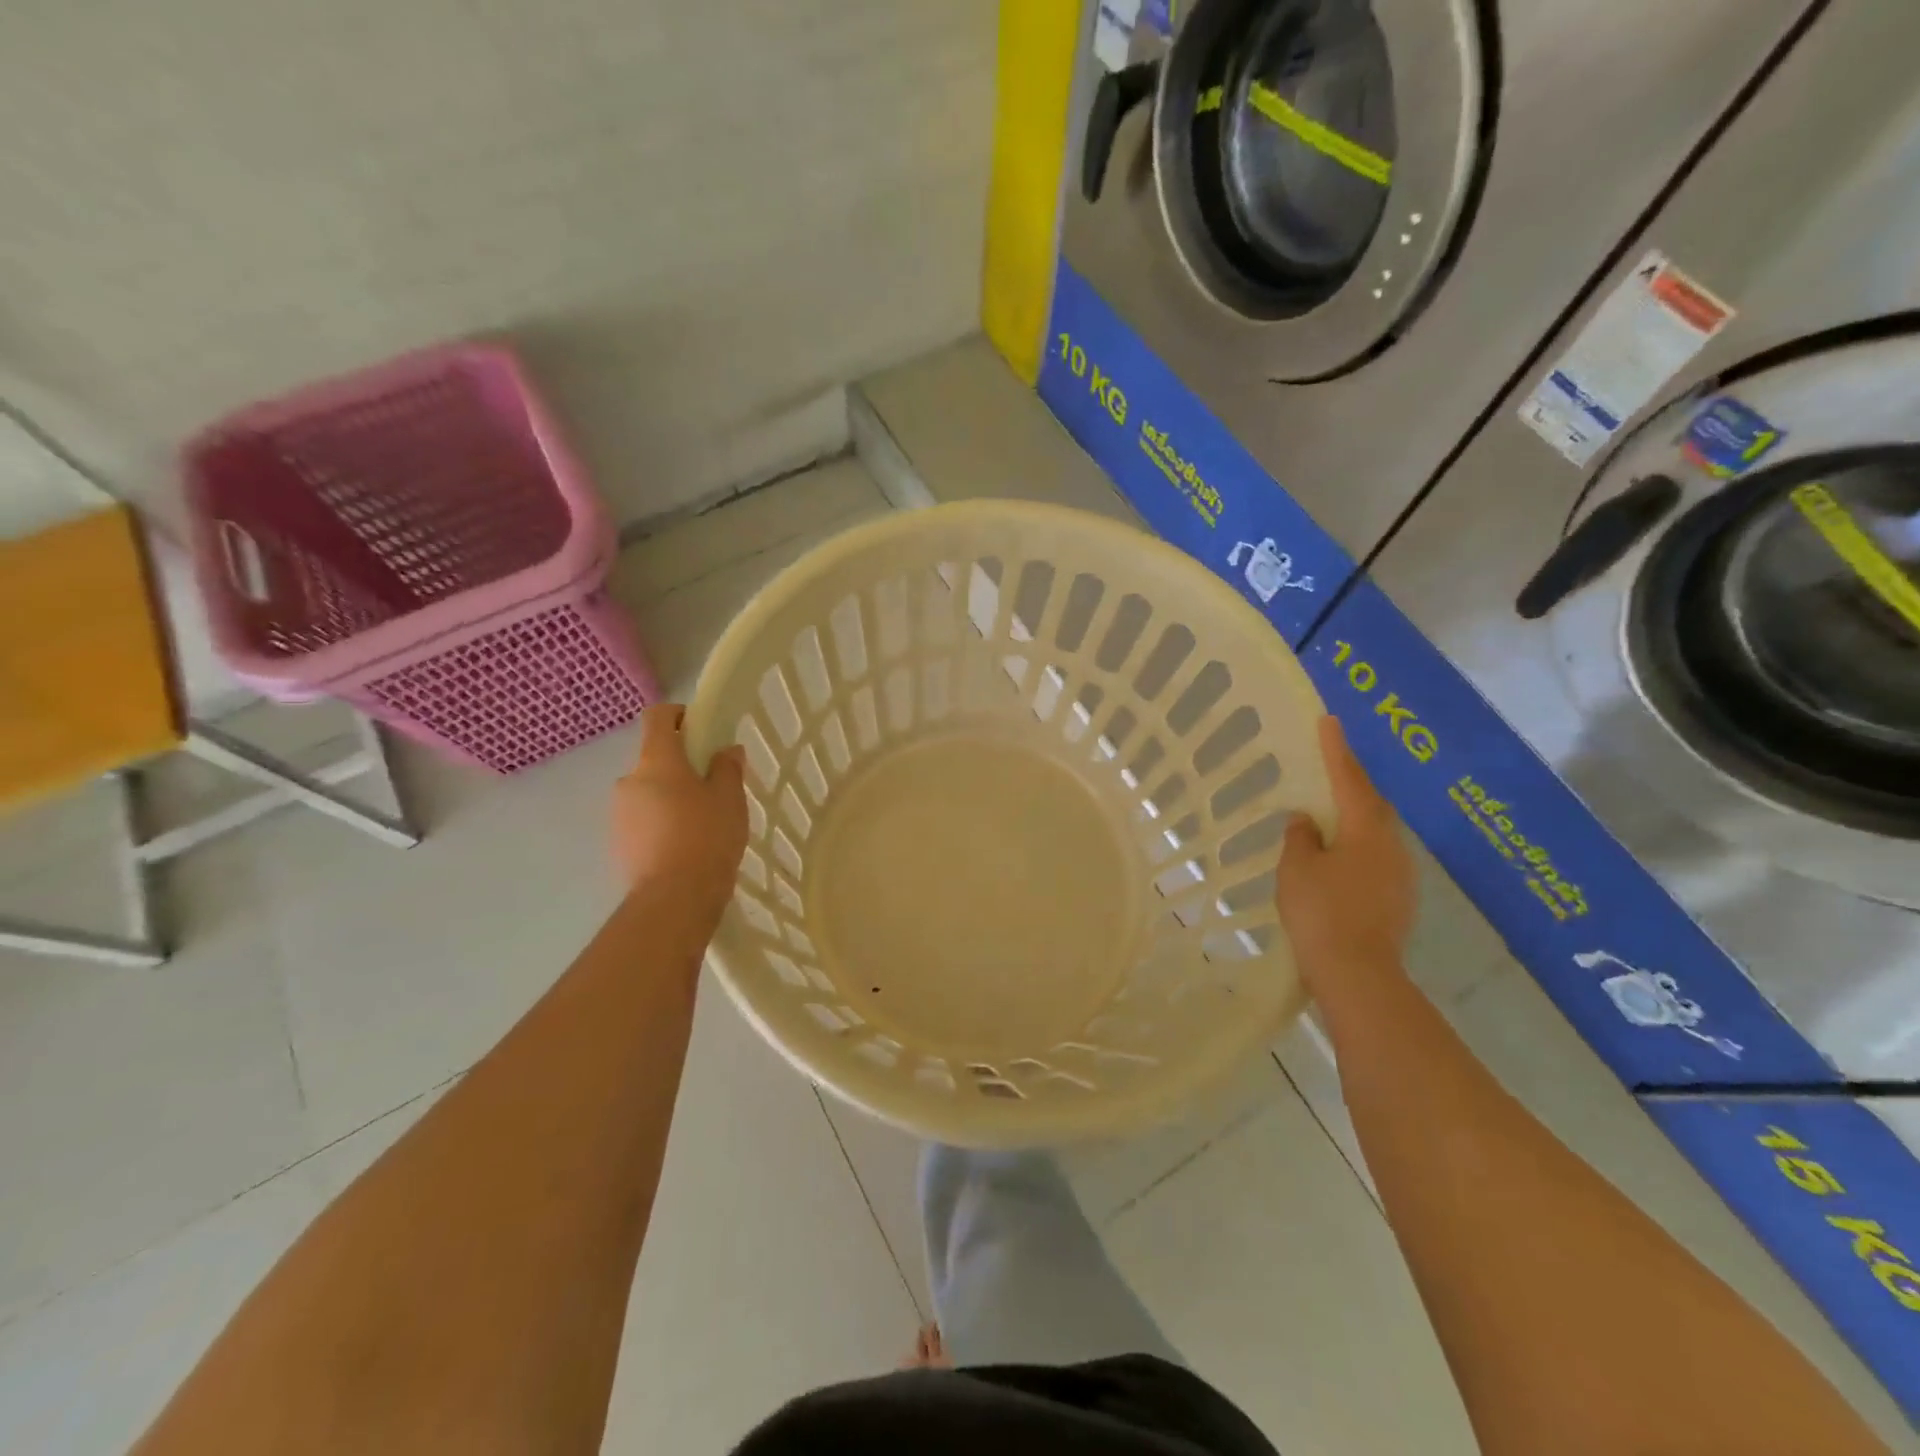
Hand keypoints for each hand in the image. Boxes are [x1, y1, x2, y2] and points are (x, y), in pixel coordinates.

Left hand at [612, 705, 747, 908]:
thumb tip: (726, 750)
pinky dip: (661, 822)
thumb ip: (727, 767)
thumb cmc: (707, 836)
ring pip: (648, 791)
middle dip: (681, 765)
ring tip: (701, 821)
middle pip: (655, 758)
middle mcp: (630, 780)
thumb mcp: (730, 798)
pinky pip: (643, 819)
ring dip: (671, 796)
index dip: (679, 714)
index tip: (702, 728)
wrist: (674, 898)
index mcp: (657, 760)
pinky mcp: (619, 842)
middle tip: (713, 785)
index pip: (658, 717)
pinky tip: (686, 844)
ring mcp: (619, 813)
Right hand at [1274, 716, 1415, 994]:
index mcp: (1366, 831)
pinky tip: (1337, 861)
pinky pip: (1375, 859)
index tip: (1329, 721)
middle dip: (1350, 785)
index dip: (1336, 750)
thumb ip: (1300, 838)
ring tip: (1327, 817)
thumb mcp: (1297, 868)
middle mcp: (1392, 846)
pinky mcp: (1398, 900)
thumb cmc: (1321, 912)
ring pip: (1376, 834)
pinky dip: (1356, 849)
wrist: (1358, 975)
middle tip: (1328, 770)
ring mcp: (1401, 876)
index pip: (1349, 780)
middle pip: (1371, 805)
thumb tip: (1307, 821)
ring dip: (1353, 820)